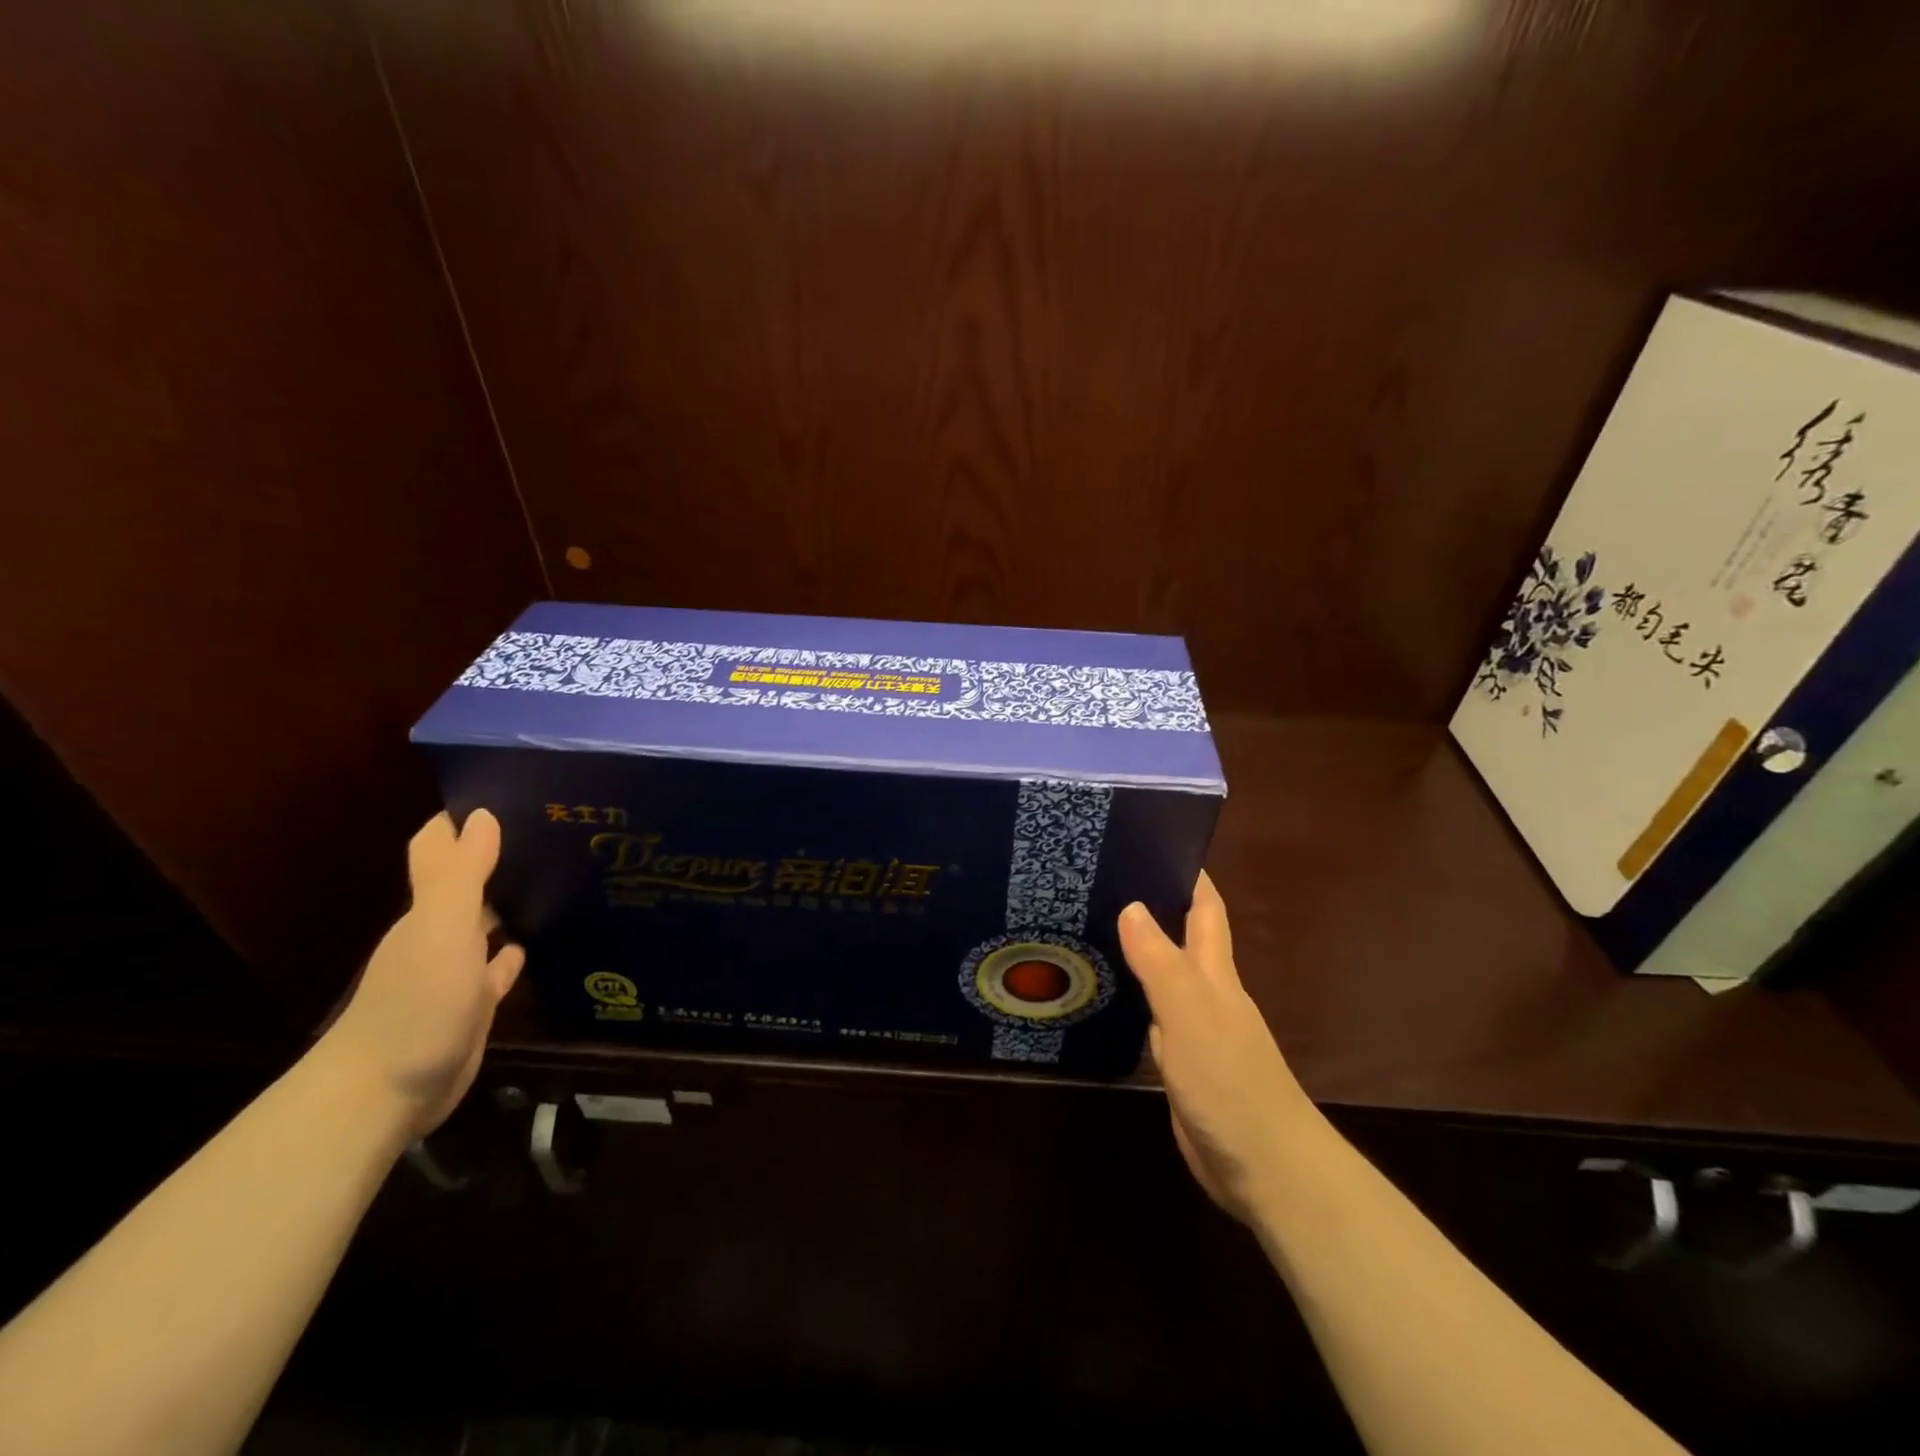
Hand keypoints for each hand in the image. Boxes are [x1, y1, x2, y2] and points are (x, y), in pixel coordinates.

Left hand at [321, 810, 524, 1139]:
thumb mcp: (441, 930)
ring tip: (558, 875)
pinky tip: (535, 941)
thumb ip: (460, 873)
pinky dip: (513, 952)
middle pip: (468, 884)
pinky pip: (497, 968)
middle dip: (498, 856)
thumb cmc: (416, 1004)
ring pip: (485, 924)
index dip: (466, 821)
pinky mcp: (472, 1005)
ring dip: (510, 902)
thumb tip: (482, 814)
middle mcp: (439, 934)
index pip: (443, 851)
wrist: (385, 1094)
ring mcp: (454, 972)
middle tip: (551, 829)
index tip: (508, 790)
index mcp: (429, 911)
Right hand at [1119, 872, 1313, 1223]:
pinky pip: (1151, 1019)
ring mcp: (1193, 1030)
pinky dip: (1132, 1000)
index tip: (1156, 841)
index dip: (1189, 875)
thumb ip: (1159, 961)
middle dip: (1152, 905)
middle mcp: (1205, 994)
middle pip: (1179, 938)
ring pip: (1161, 978)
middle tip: (1101, 880)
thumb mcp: (1190, 1013)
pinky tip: (1105, 994)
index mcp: (1214, 973)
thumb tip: (1131, 904)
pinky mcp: (1180, 1064)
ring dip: (1136, 953)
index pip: (1204, 909)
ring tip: (1091, 926)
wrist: (1264, 1168)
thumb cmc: (1230, 1080)